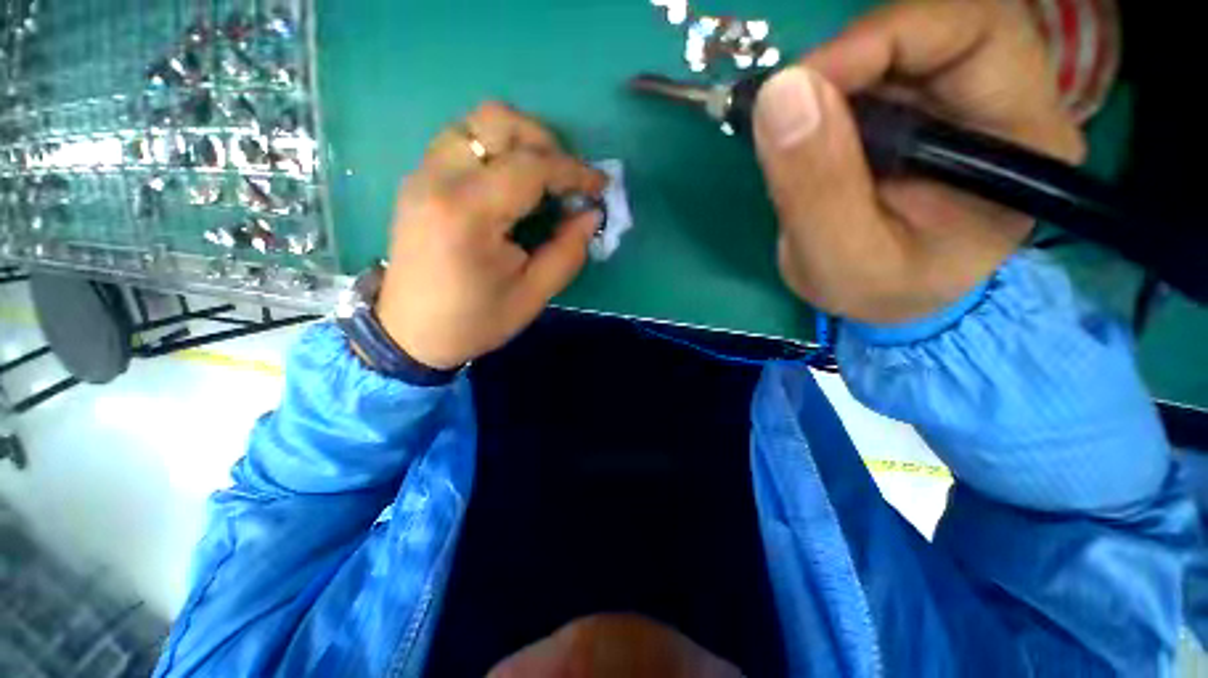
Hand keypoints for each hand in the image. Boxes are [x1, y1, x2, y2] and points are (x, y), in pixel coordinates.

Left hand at [376, 102, 606, 368]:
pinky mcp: (418, 180)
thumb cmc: (474, 321)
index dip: (573, 171)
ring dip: (520, 140)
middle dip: (545, 142)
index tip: (599, 185)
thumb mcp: (532, 296)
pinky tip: (512, 183)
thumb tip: (591, 214)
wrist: (410, 333)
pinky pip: (463, 141)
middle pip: (497, 121)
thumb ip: (567, 251)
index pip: (530, 167)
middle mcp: (438, 179)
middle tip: (567, 178)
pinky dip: (496, 150)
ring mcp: (422, 174)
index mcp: (468, 214)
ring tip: (544, 177)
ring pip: (477, 123)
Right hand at [753, 0, 1085, 322]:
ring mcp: (960, 93)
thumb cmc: (881, 290)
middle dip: (847, 60)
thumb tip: (780, 94)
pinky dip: (825, 91)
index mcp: (1022, 137)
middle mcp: (1006, 96)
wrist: (889, 296)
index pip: (971, 33)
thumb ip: (816, 190)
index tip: (794, 89)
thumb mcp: (842, 261)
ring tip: (793, 133)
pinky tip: (806, 133)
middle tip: (785, 110)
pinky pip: (872, 67)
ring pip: (896, 39)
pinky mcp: (921, 102)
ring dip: (831, 78)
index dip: (879, 42)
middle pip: (932, 23)